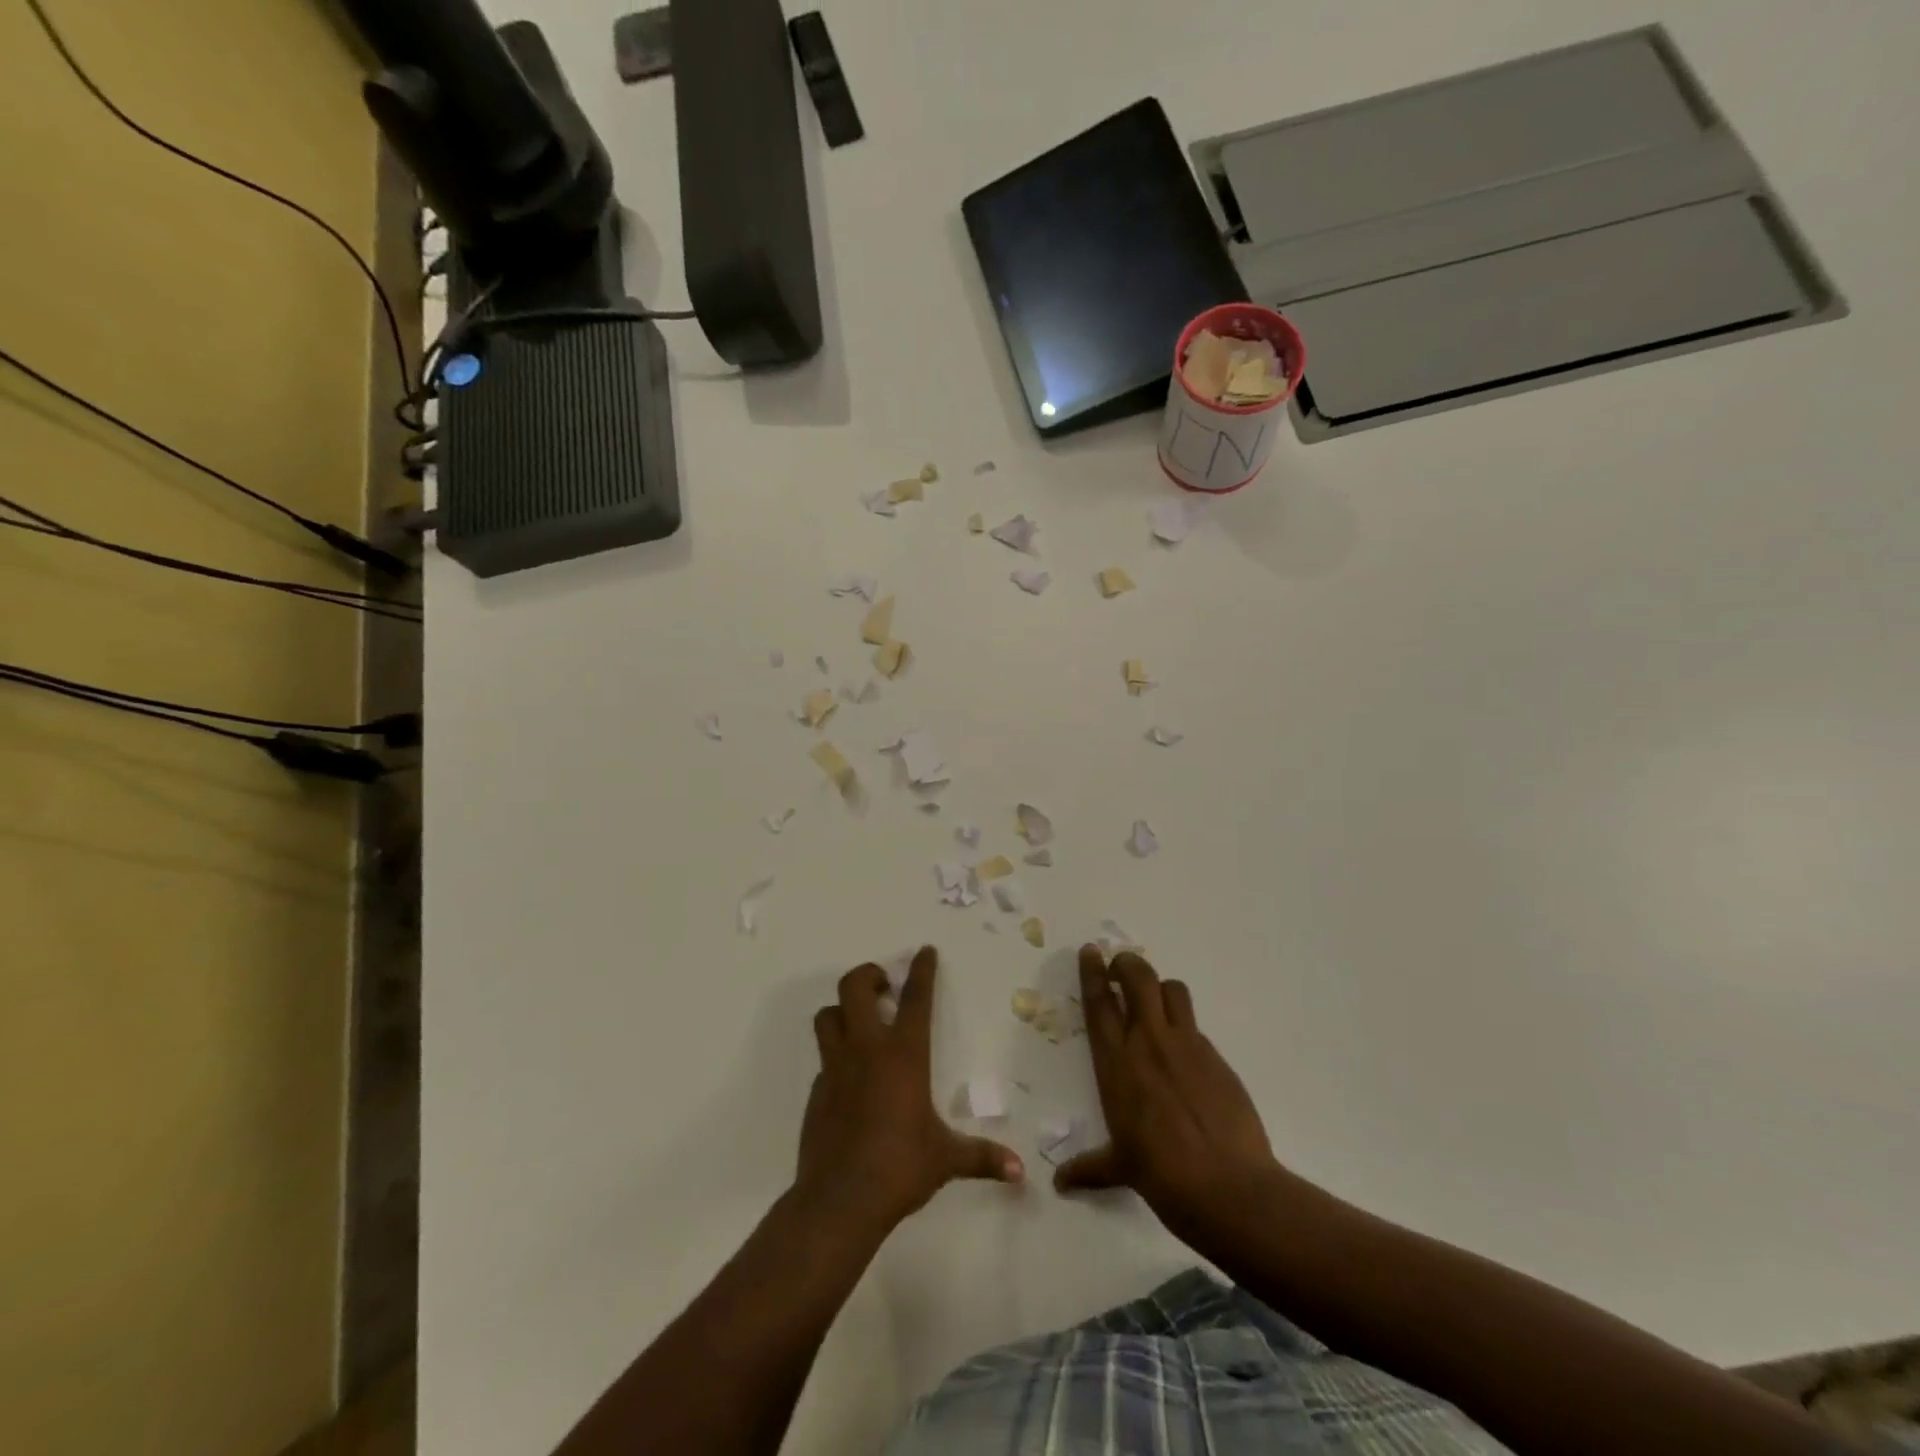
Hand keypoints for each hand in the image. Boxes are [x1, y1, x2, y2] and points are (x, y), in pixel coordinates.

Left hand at [797, 946, 1023, 1230]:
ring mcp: (836, 1067)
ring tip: (861, 1023)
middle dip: (868, 975)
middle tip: (884, 987)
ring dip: (842, 1010)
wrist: (840, 1200)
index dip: (921, 970)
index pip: (915, 998)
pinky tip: (851, 1079)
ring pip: (827, 1016)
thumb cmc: (900, 1167)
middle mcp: (866, 1050)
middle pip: (854, 987)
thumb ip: (982, 1158)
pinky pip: (824, 1058)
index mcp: (903, 1055)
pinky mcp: (816, 1091)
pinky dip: (836, 1055)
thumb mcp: (945, 1159)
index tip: (925, 951)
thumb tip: (1020, 1173)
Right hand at [1054, 944, 1280, 1242]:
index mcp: (1117, 1063)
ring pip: (1172, 990)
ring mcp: (1187, 1046)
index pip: (1100, 1003)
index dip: (1093, 972)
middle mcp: (1149, 1043)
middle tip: (1121, 967)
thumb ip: (1089, 1167)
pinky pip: (1196, 1026)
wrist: (1228, 1187)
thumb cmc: (1161, 1175)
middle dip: (1128, 964)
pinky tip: (1185, 1055)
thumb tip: (1059, 1183)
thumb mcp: (1119, 1168)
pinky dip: (1184, 1027)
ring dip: (1160, 988)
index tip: (1091, 951)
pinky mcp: (1216, 1057)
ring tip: (1155, 1002)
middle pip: (1139, 978)